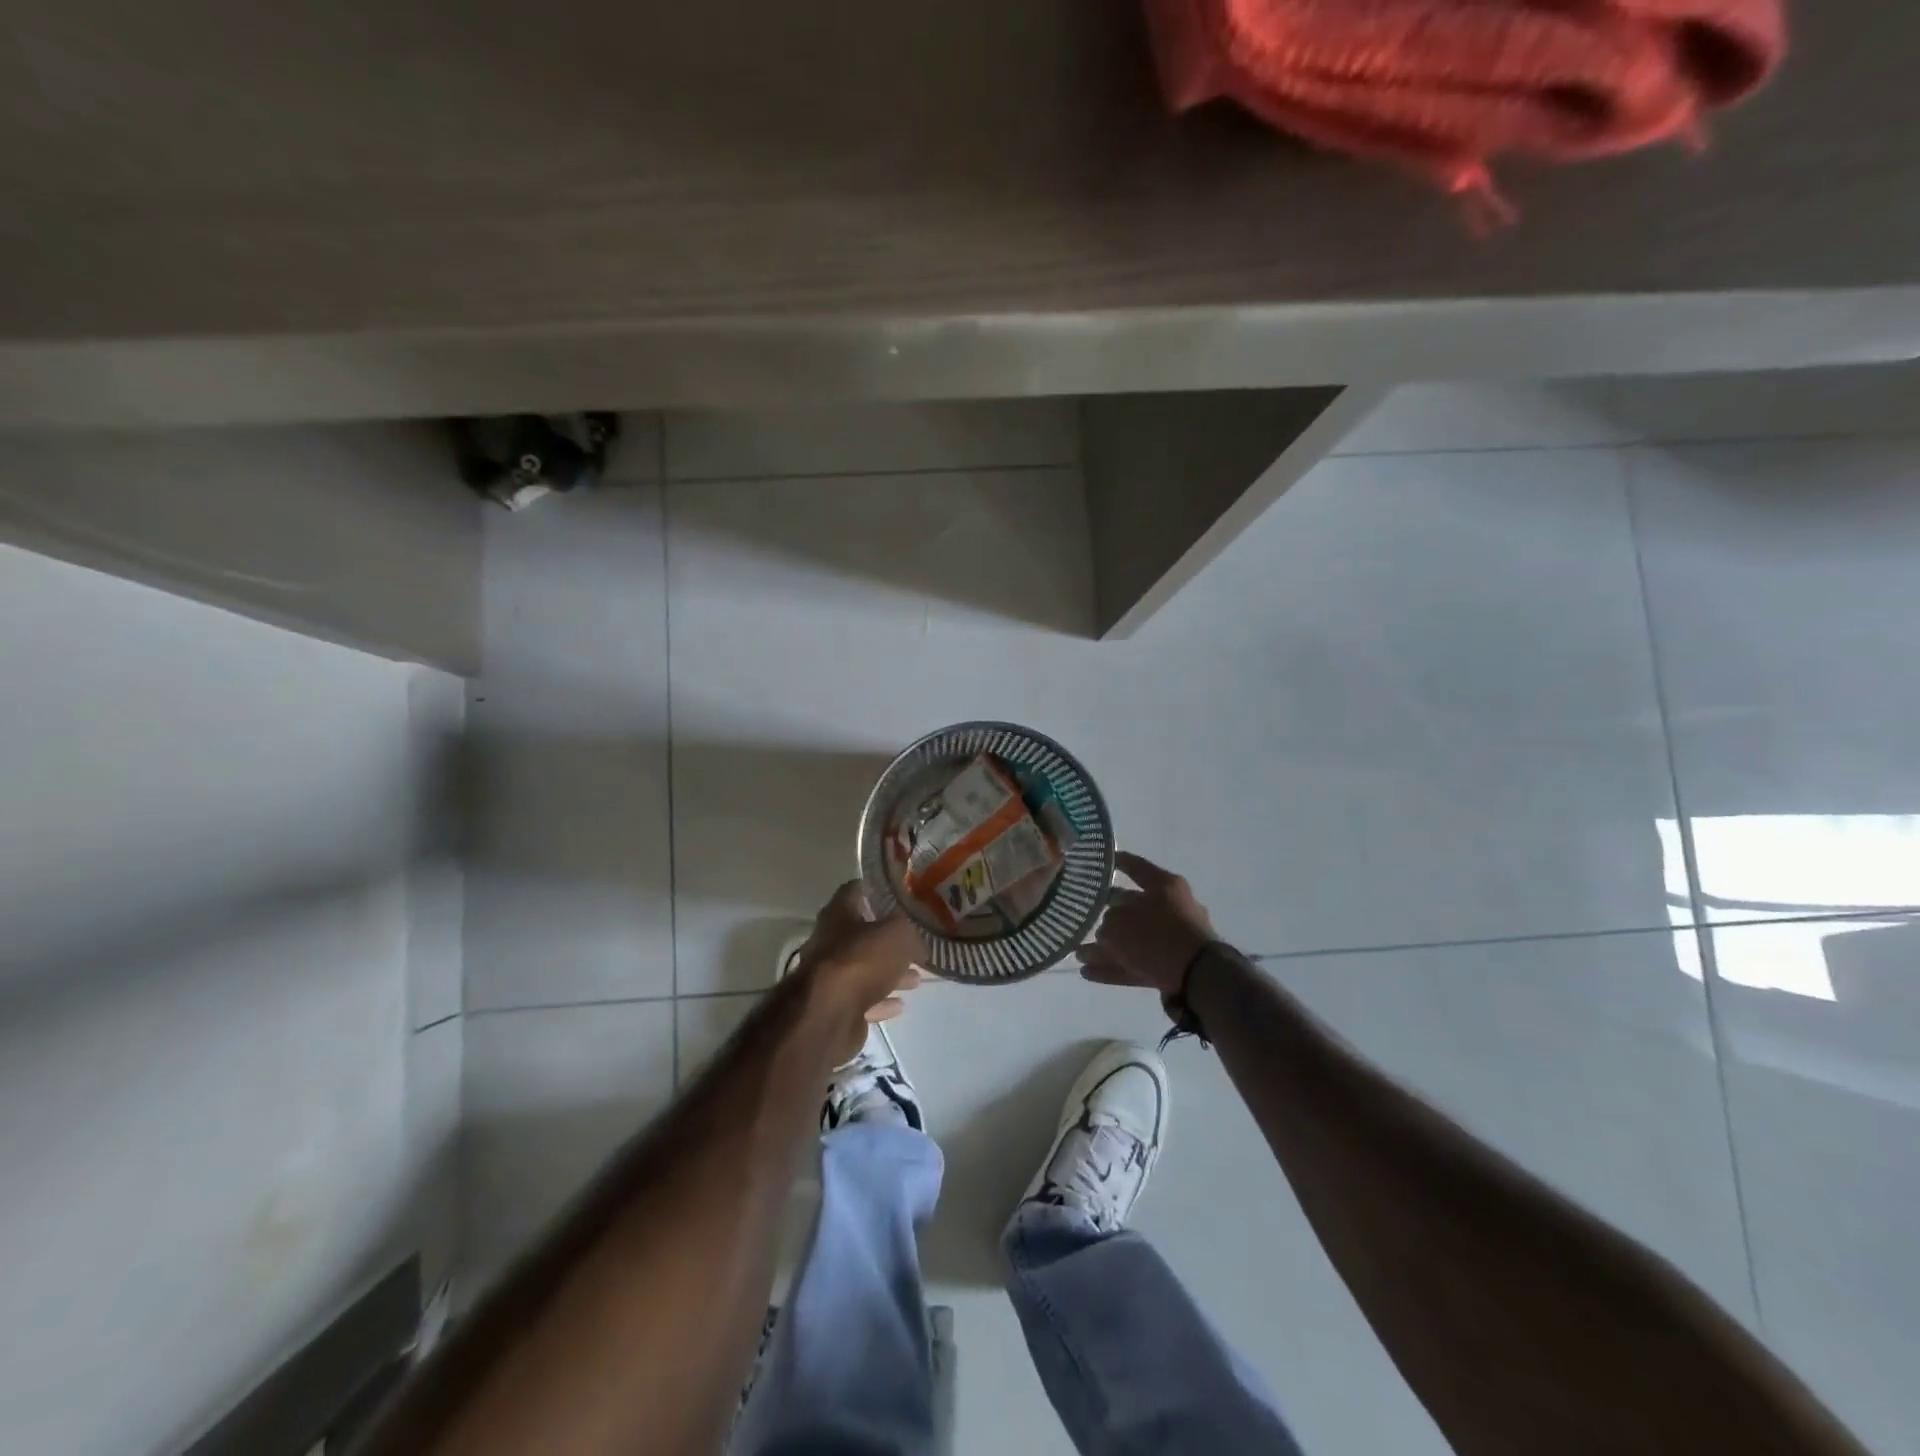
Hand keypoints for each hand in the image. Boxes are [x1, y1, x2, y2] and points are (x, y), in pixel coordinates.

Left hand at [792, 881, 925, 1061]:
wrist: (827, 1014)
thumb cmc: (861, 960)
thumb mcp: (898, 935)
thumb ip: (911, 934)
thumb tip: (919, 946)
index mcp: (839, 914)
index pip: (855, 890)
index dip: (875, 889)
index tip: (898, 894)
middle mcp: (830, 941)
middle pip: (862, 934)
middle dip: (888, 939)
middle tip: (915, 943)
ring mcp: (830, 975)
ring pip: (865, 969)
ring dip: (889, 972)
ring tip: (916, 978)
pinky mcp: (835, 1006)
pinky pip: (863, 999)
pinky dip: (881, 1000)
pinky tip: (900, 1004)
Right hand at [1081, 851, 1216, 1002]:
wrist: (1198, 978)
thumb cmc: (1157, 936)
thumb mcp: (1120, 923)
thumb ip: (1107, 922)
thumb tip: (1106, 930)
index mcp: (1164, 886)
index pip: (1135, 867)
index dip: (1117, 862)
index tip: (1098, 863)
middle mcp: (1170, 908)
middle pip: (1131, 907)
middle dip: (1106, 915)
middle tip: (1082, 918)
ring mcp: (1171, 939)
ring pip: (1132, 938)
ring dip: (1106, 946)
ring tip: (1079, 952)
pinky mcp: (1170, 966)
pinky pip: (1136, 962)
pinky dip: (1114, 966)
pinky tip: (1088, 972)